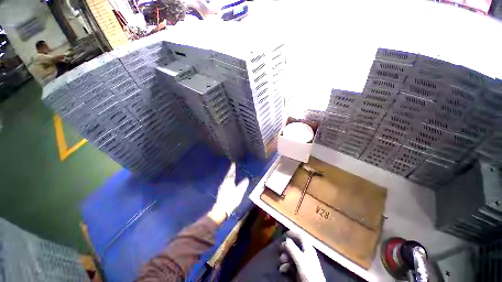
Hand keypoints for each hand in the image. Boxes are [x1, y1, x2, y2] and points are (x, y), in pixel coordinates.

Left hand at [209, 163, 248, 223]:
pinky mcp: (221, 192)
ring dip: (228, 175)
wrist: (221, 210)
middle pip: (228, 175)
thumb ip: (243, 185)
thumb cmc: (231, 200)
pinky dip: (227, 180)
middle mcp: (224, 183)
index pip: (231, 173)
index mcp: (229, 182)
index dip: (232, 168)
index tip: (233, 163)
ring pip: (226, 179)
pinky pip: (225, 183)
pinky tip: (228, 182)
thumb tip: (246, 179)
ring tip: (231, 173)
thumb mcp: (239, 193)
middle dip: (230, 171)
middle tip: (232, 167)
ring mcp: (222, 188)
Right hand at [280, 231, 325, 281]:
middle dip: (286, 248)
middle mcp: (306, 253)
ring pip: (292, 255)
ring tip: (281, 262)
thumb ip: (292, 247)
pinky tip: (283, 269)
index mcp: (308, 248)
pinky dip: (286, 265)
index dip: (293, 232)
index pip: (301, 235)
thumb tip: (286, 239)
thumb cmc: (308, 272)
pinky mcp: (301, 270)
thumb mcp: (300, 259)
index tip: (284, 233)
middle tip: (280, 250)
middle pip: (294, 245)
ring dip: (285, 257)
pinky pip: (292, 264)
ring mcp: (304, 262)